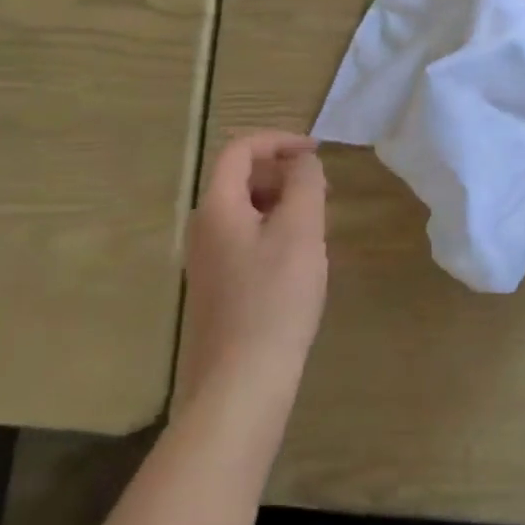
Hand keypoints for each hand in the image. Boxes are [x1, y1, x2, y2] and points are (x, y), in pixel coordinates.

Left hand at [179, 132, 328, 400]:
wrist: (241, 383)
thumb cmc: (275, 299)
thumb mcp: (300, 231)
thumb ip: (305, 184)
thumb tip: (303, 161)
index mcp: (217, 207)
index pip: (239, 150)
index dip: (279, 141)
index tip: (317, 151)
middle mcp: (203, 229)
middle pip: (239, 179)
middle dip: (282, 173)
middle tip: (322, 190)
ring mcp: (206, 262)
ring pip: (245, 211)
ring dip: (281, 203)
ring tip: (316, 224)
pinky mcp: (217, 289)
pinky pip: (245, 240)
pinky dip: (273, 231)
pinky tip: (299, 261)